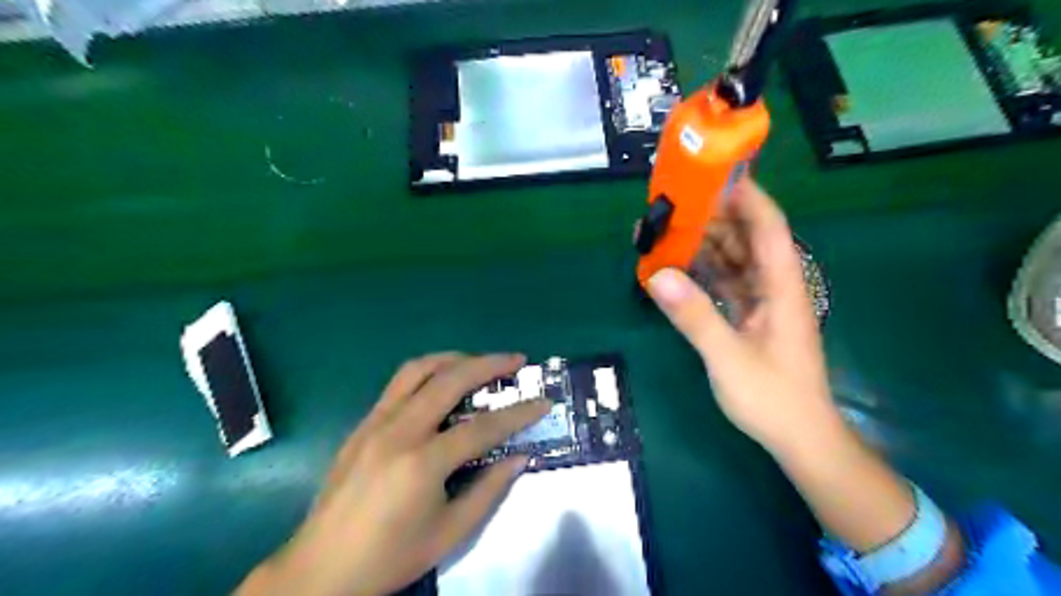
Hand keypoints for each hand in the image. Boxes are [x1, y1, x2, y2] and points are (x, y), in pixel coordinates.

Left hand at [237, 352, 550, 594]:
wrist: (320, 570)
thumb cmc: (390, 557)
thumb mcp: (449, 533)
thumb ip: (488, 490)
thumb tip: (519, 457)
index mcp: (422, 463)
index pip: (482, 427)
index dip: (518, 413)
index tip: (544, 401)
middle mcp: (398, 431)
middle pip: (450, 380)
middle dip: (489, 364)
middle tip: (516, 360)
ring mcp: (375, 422)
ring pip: (418, 369)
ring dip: (454, 358)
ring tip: (479, 362)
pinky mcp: (362, 424)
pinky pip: (399, 383)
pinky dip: (428, 372)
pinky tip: (442, 383)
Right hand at [642, 180, 842, 454]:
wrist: (799, 438)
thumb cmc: (772, 398)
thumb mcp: (728, 357)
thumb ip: (694, 316)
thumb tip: (657, 275)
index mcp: (782, 286)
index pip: (768, 225)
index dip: (745, 196)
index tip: (711, 176)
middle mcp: (775, 285)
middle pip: (747, 237)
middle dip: (714, 217)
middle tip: (673, 205)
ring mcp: (763, 301)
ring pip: (735, 259)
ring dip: (706, 244)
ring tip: (668, 231)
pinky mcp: (751, 317)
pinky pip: (726, 282)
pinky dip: (704, 272)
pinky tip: (678, 267)